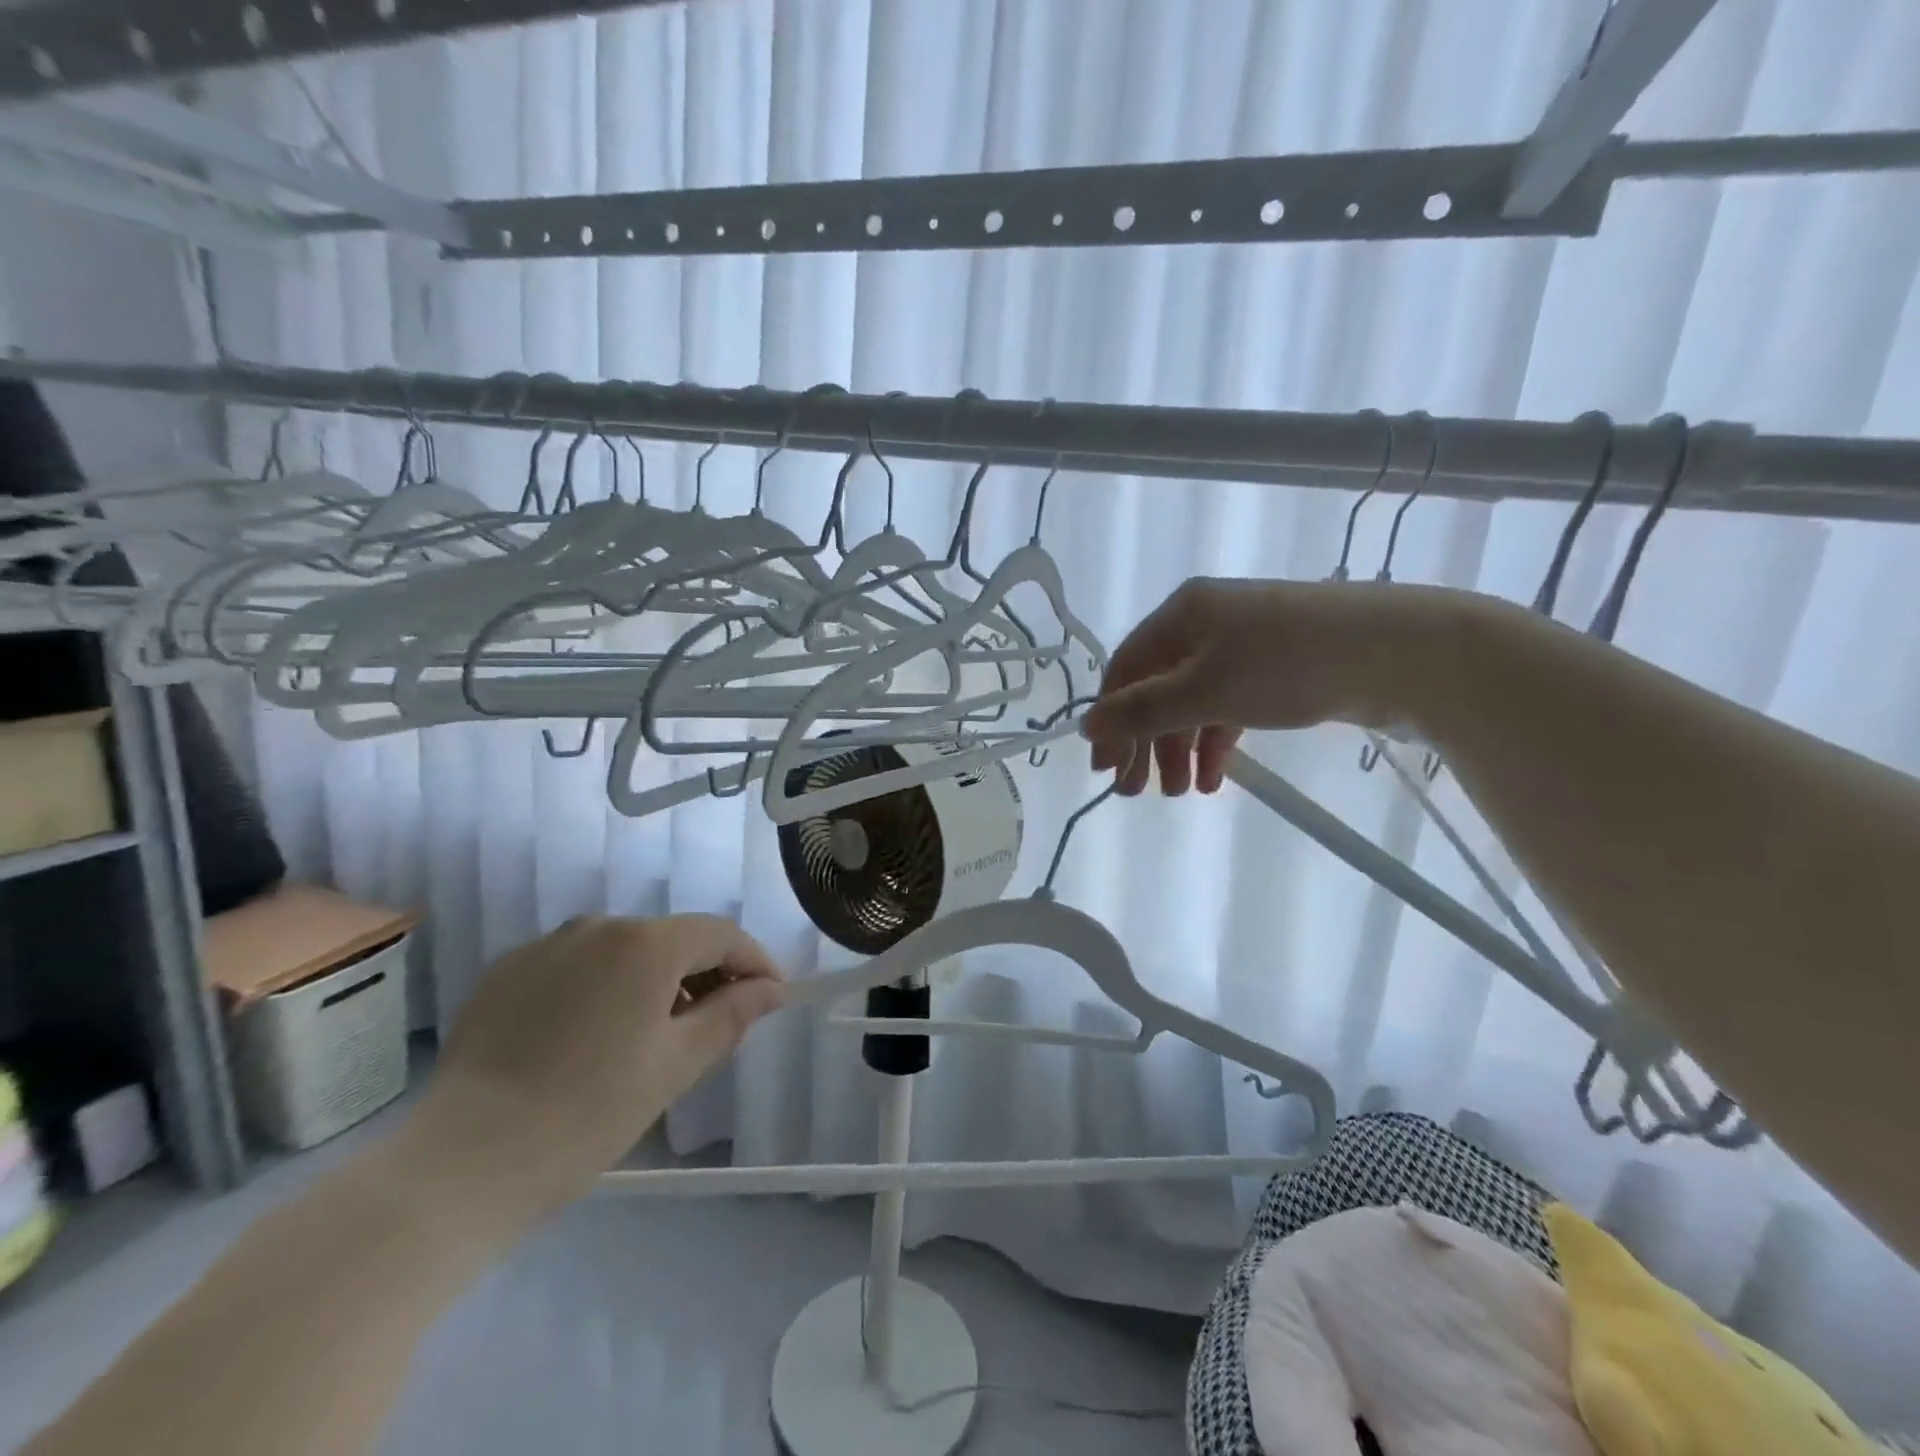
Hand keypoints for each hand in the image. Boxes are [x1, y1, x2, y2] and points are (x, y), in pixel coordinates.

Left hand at [408, 914, 785, 1222]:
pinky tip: (593, 1035)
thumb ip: (732, 1014)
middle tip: (717, 1021)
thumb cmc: (589, 1114)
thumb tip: (772, 989)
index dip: (755, 961)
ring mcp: (546, 945)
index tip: (772, 997)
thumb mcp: (677, 1065)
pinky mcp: (506, 972)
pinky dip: (603, 986)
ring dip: (653, 979)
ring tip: (655, 1031)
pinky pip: (576, 966)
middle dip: (705, 972)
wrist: (461, 1164)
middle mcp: (598, 926)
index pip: (722, 935)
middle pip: (673, 938)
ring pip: (623, 950)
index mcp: (646, 943)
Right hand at [1082, 577, 1446, 795]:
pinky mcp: (1277, 669)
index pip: (1126, 670)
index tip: (1105, 769)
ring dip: (1181, 748)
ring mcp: (1245, 645)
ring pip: (1194, 702)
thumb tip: (1085, 727)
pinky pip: (1229, 706)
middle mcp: (1207, 623)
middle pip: (1158, 688)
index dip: (1111, 720)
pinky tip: (1215, 778)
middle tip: (1137, 793)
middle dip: (1146, 742)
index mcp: (1181, 614)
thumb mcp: (1204, 690)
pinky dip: (1217, 741)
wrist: (1402, 653)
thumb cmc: (1287, 665)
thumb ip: (1142, 711)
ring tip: (1182, 793)